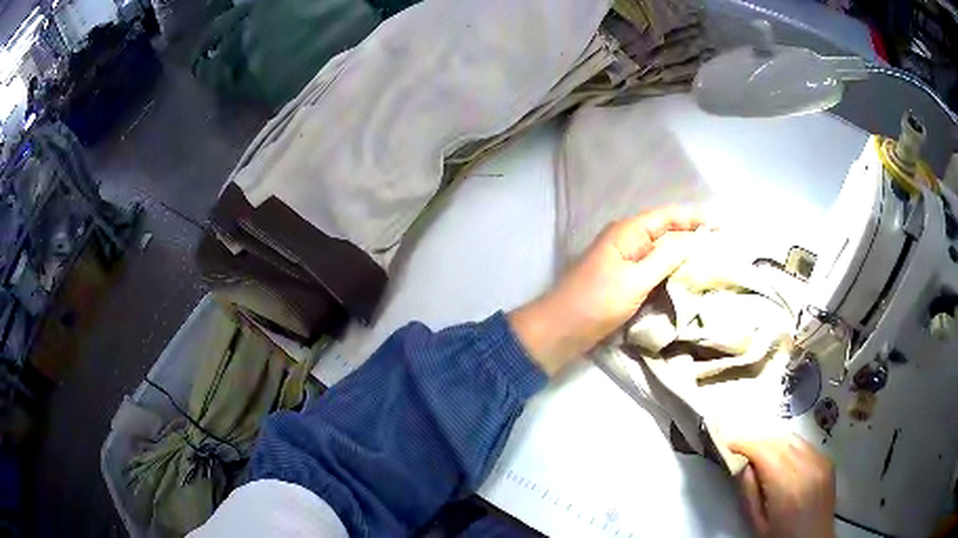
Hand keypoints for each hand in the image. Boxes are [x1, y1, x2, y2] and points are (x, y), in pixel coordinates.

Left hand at [509, 207, 705, 374]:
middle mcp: (627, 240)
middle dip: (693, 234)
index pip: (668, 216)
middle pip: (667, 231)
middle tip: (722, 241)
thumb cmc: (596, 302)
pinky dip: (672, 269)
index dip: (696, 218)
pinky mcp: (625, 279)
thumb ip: (666, 257)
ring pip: (662, 250)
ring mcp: (625, 260)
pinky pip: (654, 268)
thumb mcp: (635, 279)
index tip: (722, 223)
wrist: (561, 330)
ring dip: (685, 252)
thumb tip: (695, 239)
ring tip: (713, 256)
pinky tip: (688, 275)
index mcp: (628, 232)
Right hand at [731, 435, 835, 537]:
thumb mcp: (757, 523)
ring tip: (759, 453)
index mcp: (787, 487)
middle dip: (758, 441)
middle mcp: (808, 467)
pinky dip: (789, 447)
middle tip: (740, 448)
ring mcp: (821, 461)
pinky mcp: (828, 461)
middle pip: (779, 441)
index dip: (745, 444)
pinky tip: (782, 459)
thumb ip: (749, 493)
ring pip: (793, 439)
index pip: (765, 452)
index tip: (728, 443)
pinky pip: (805, 445)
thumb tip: (743, 465)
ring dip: (773, 442)